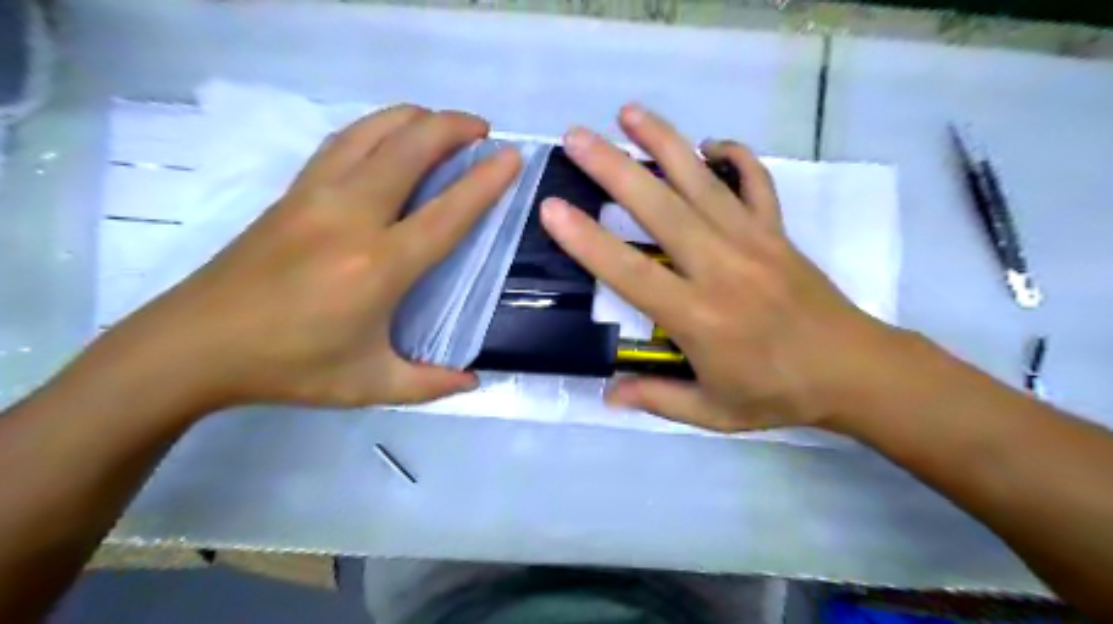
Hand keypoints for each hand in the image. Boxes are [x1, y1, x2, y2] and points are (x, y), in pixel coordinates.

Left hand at [100, 105, 521, 412]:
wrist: (193, 346)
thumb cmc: (289, 368)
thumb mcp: (369, 385)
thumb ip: (428, 385)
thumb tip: (473, 381)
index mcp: (379, 266)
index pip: (447, 212)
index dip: (485, 181)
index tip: (511, 158)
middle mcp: (351, 218)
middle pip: (410, 149)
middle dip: (453, 128)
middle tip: (483, 130)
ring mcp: (315, 197)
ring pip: (372, 133)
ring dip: (414, 118)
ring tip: (442, 122)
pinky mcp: (291, 193)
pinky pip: (342, 143)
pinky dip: (375, 128)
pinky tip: (389, 135)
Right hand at [544, 103, 906, 433]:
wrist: (853, 371)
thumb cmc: (777, 392)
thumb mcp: (712, 412)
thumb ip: (657, 399)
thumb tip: (607, 395)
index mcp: (698, 317)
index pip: (630, 273)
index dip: (588, 241)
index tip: (554, 208)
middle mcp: (720, 268)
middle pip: (660, 209)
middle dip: (614, 169)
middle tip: (576, 137)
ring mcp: (753, 241)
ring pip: (702, 182)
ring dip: (664, 142)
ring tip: (629, 113)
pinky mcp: (778, 231)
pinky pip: (756, 181)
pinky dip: (735, 156)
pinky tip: (711, 142)